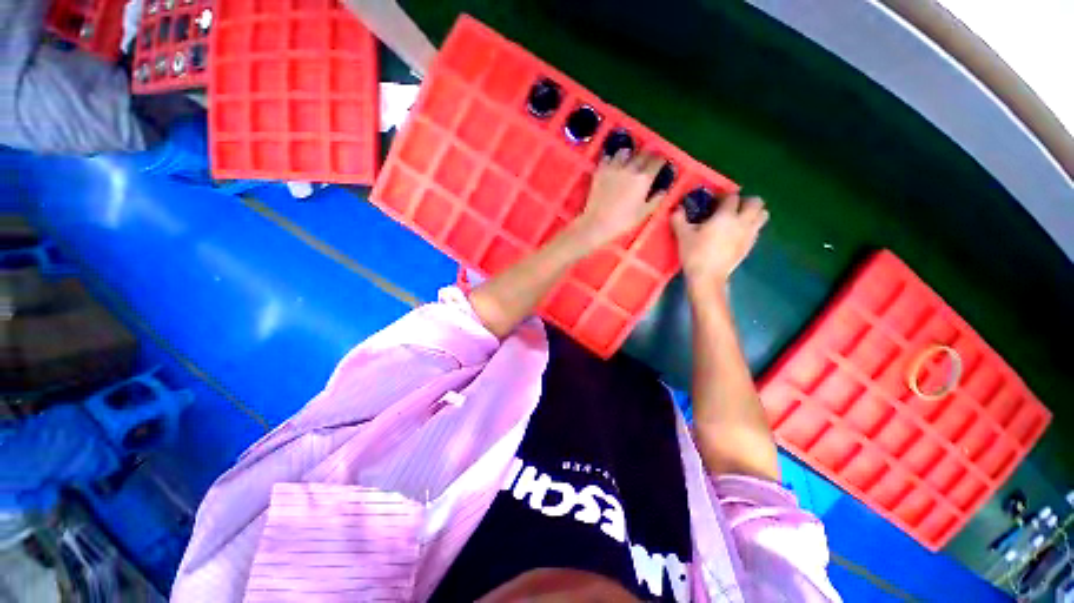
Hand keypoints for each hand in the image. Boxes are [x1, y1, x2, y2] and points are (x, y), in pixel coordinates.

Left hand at [570, 151, 665, 251]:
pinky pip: (607, 157)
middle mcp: (630, 169)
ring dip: (629, 153)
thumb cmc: (623, 221)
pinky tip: (611, 162)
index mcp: (644, 179)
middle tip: (648, 159)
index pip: (657, 162)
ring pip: (624, 152)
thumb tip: (663, 190)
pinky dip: (611, 157)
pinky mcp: (600, 171)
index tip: (661, 163)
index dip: (661, 161)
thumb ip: (655, 200)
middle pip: (642, 153)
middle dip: (648, 154)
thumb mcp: (643, 213)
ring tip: (629, 158)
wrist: (598, 223)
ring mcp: (614, 168)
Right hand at [671, 193, 767, 287]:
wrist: (708, 277)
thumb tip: (677, 209)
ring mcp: (749, 235)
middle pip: (756, 202)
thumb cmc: (695, 254)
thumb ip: (679, 219)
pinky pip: (756, 230)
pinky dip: (750, 227)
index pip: (732, 197)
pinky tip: (735, 234)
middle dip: (746, 201)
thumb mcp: (683, 236)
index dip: (723, 196)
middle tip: (731, 207)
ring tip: (738, 219)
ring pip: (762, 215)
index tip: (714, 201)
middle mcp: (742, 222)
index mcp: (726, 216)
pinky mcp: (749, 246)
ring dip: (753, 213)